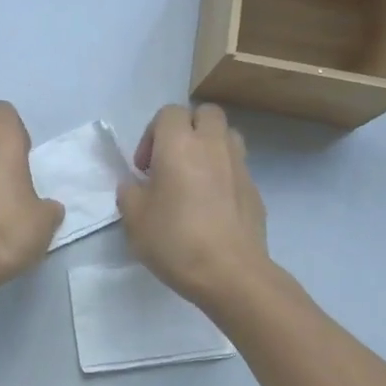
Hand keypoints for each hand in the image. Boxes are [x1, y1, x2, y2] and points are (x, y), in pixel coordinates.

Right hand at [117, 104, 269, 305]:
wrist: (230, 273)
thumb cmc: (175, 240)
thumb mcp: (134, 219)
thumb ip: (130, 193)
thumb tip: (136, 185)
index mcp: (179, 145)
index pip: (169, 112)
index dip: (152, 134)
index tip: (144, 168)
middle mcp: (213, 145)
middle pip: (205, 113)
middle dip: (187, 128)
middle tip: (172, 160)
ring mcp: (239, 166)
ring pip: (227, 135)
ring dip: (210, 146)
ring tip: (195, 177)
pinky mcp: (255, 189)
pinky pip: (237, 167)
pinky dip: (223, 174)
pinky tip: (212, 206)